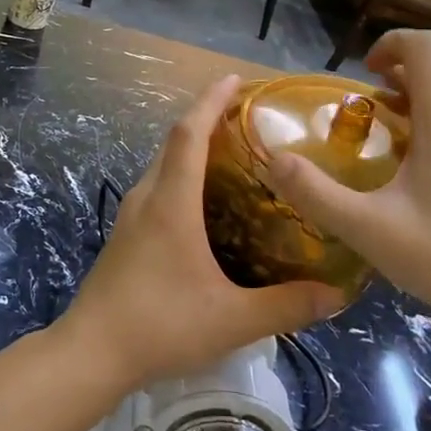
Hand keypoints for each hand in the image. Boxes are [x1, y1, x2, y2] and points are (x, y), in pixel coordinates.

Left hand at [60, 74, 347, 387]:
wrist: (92, 350)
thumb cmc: (161, 325)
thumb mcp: (233, 319)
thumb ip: (287, 306)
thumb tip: (338, 294)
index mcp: (171, 202)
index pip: (189, 133)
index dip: (211, 101)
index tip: (235, 79)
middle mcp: (148, 197)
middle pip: (175, 142)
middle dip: (207, 120)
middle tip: (249, 120)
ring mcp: (131, 215)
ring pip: (164, 166)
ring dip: (193, 149)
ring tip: (233, 156)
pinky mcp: (125, 234)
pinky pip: (158, 188)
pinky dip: (182, 176)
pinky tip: (205, 205)